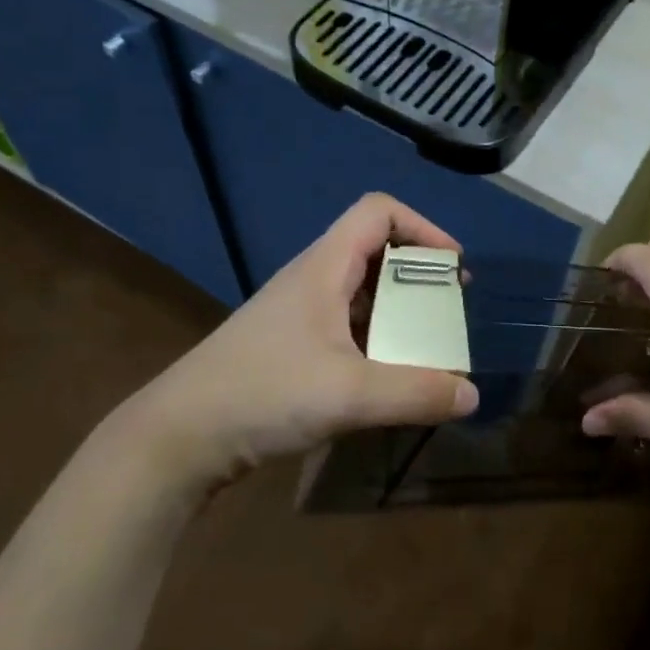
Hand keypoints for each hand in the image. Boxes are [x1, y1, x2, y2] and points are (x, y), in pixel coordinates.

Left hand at [107, 194, 479, 492]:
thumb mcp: (349, 395)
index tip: (451, 269)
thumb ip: (416, 393)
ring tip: (427, 346)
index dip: (423, 227)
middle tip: (448, 312)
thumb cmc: (263, 394)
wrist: (178, 438)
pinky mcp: (290, 345)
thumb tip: (471, 395)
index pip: (379, 211)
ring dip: (400, 310)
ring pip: (362, 290)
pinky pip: (347, 324)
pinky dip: (377, 338)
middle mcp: (312, 279)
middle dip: (420, 274)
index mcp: (324, 267)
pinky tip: (387, 376)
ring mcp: (299, 313)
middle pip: (376, 249)